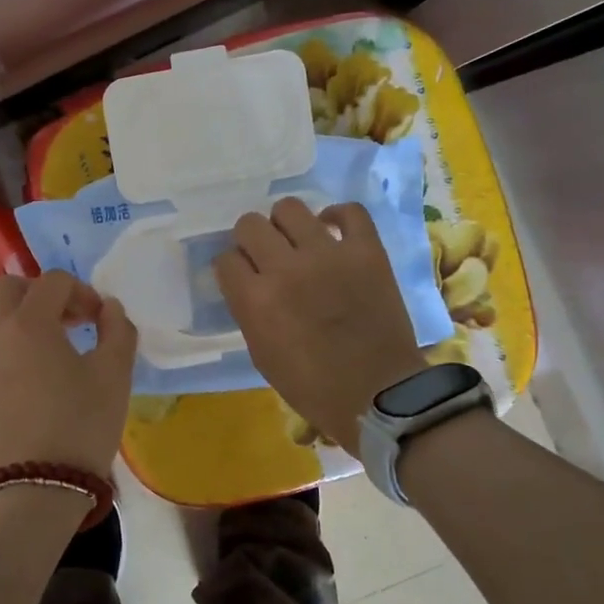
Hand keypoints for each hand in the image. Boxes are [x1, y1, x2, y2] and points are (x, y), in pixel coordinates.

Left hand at [0, 271, 136, 477]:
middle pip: (7, 287)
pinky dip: (3, 342)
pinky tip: (28, 371)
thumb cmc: (81, 425)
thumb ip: (117, 329)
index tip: (100, 319)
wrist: (37, 487)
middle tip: (68, 319)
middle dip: (40, 292)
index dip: (82, 291)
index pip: (53, 282)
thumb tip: (108, 307)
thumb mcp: (115, 374)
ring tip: (47, 341)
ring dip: (17, 314)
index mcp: (28, 323)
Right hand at [215, 198, 424, 449]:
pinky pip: (349, 211)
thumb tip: (245, 282)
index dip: (232, 268)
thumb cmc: (311, 386)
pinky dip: (336, 216)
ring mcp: (328, 254)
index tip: (242, 277)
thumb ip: (247, 310)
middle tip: (265, 257)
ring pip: (289, 208)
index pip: (225, 259)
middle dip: (250, 240)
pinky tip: (331, 231)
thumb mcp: (261, 353)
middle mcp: (286, 268)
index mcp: (255, 300)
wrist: (377, 395)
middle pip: (249, 225)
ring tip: (296, 242)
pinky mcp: (367, 251)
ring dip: (285, 225)